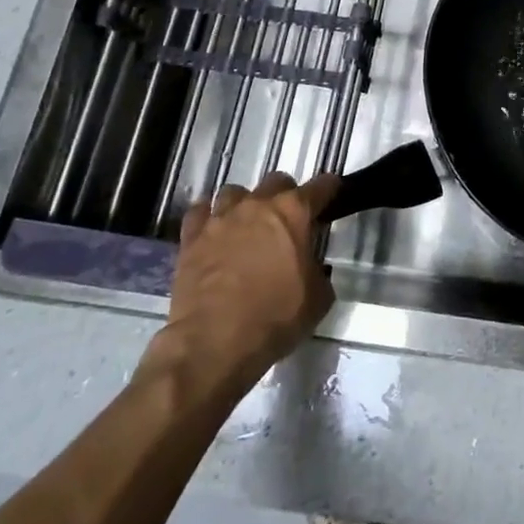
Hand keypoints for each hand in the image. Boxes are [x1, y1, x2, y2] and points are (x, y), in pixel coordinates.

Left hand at [141, 172, 338, 403]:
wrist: (214, 342)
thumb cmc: (275, 317)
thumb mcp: (319, 298)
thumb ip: (319, 271)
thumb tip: (313, 268)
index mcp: (294, 213)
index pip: (320, 186)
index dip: (329, 188)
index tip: (332, 193)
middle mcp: (257, 205)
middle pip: (275, 181)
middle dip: (285, 194)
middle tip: (287, 218)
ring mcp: (221, 218)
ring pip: (234, 192)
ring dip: (244, 204)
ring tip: (245, 224)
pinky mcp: (191, 238)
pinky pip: (199, 212)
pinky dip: (207, 217)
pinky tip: (212, 231)